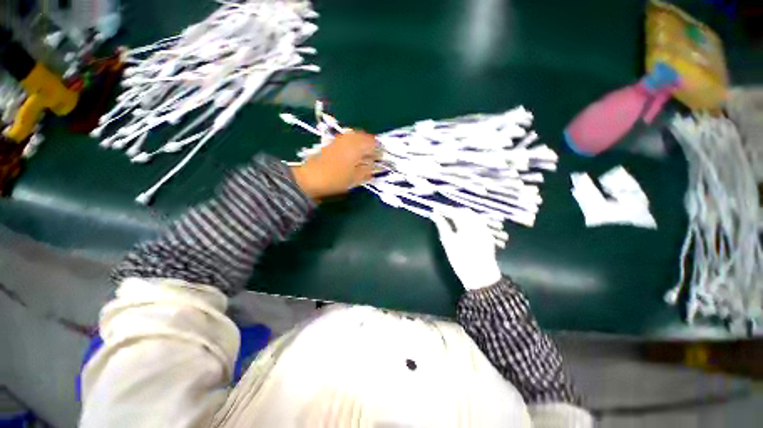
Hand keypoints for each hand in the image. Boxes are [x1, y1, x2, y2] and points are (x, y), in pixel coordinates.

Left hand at [290, 131, 377, 199]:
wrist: (310, 177)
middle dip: (372, 146)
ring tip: (365, 157)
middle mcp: (349, 138)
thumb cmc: (336, 179)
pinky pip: (348, 139)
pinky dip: (354, 144)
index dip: (380, 151)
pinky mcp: (333, 142)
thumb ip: (368, 171)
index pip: (374, 143)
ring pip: (357, 137)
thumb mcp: (356, 178)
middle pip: (366, 137)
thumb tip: (376, 166)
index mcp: (357, 146)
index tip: (382, 159)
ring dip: (363, 145)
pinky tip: (354, 155)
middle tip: (375, 157)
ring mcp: (340, 139)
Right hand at [432, 208, 506, 289]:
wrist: (481, 275)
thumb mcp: (448, 242)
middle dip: (454, 210)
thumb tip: (435, 215)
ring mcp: (484, 229)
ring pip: (473, 216)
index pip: (454, 212)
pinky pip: (478, 222)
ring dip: (462, 214)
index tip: (435, 208)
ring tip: (451, 218)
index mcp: (467, 224)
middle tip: (443, 213)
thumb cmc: (461, 259)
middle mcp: (478, 223)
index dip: (444, 209)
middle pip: (465, 211)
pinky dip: (469, 220)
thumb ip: (442, 226)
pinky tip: (463, 225)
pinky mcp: (487, 235)